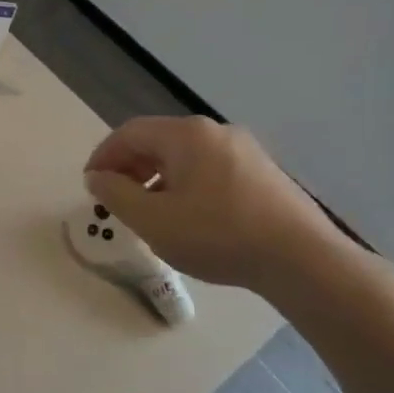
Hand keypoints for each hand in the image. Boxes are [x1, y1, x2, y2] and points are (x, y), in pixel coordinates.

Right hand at [83, 117, 352, 295]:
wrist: (303, 260)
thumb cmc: (218, 235)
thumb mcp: (152, 220)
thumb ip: (116, 195)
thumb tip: (97, 177)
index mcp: (186, 135)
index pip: (129, 133)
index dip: (103, 157)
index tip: (90, 185)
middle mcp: (215, 132)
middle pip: (158, 141)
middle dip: (129, 168)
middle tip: (115, 199)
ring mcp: (245, 151)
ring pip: (185, 157)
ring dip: (156, 179)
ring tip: (148, 213)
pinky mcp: (263, 174)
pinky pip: (209, 170)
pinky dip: (186, 186)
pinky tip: (188, 218)